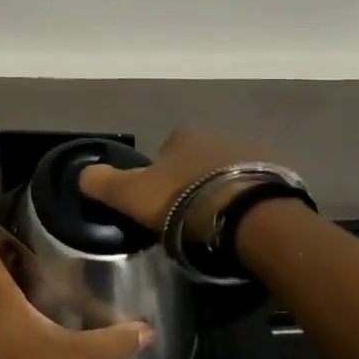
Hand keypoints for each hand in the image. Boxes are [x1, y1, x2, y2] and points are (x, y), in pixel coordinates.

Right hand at [77, 129, 263, 232]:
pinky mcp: (277, 176)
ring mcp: (251, 152)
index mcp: (181, 136)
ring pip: (226, 171)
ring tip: (216, 222)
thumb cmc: (183, 203)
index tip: (160, 202)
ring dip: (219, 189)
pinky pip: (253, 187)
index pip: (164, 151)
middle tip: (187, 216)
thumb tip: (81, 174)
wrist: (248, 217)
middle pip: (197, 159)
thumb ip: (103, 183)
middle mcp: (216, 135)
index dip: (159, 176)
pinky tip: (240, 223)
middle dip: (192, 181)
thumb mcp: (131, 195)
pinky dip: (245, 200)